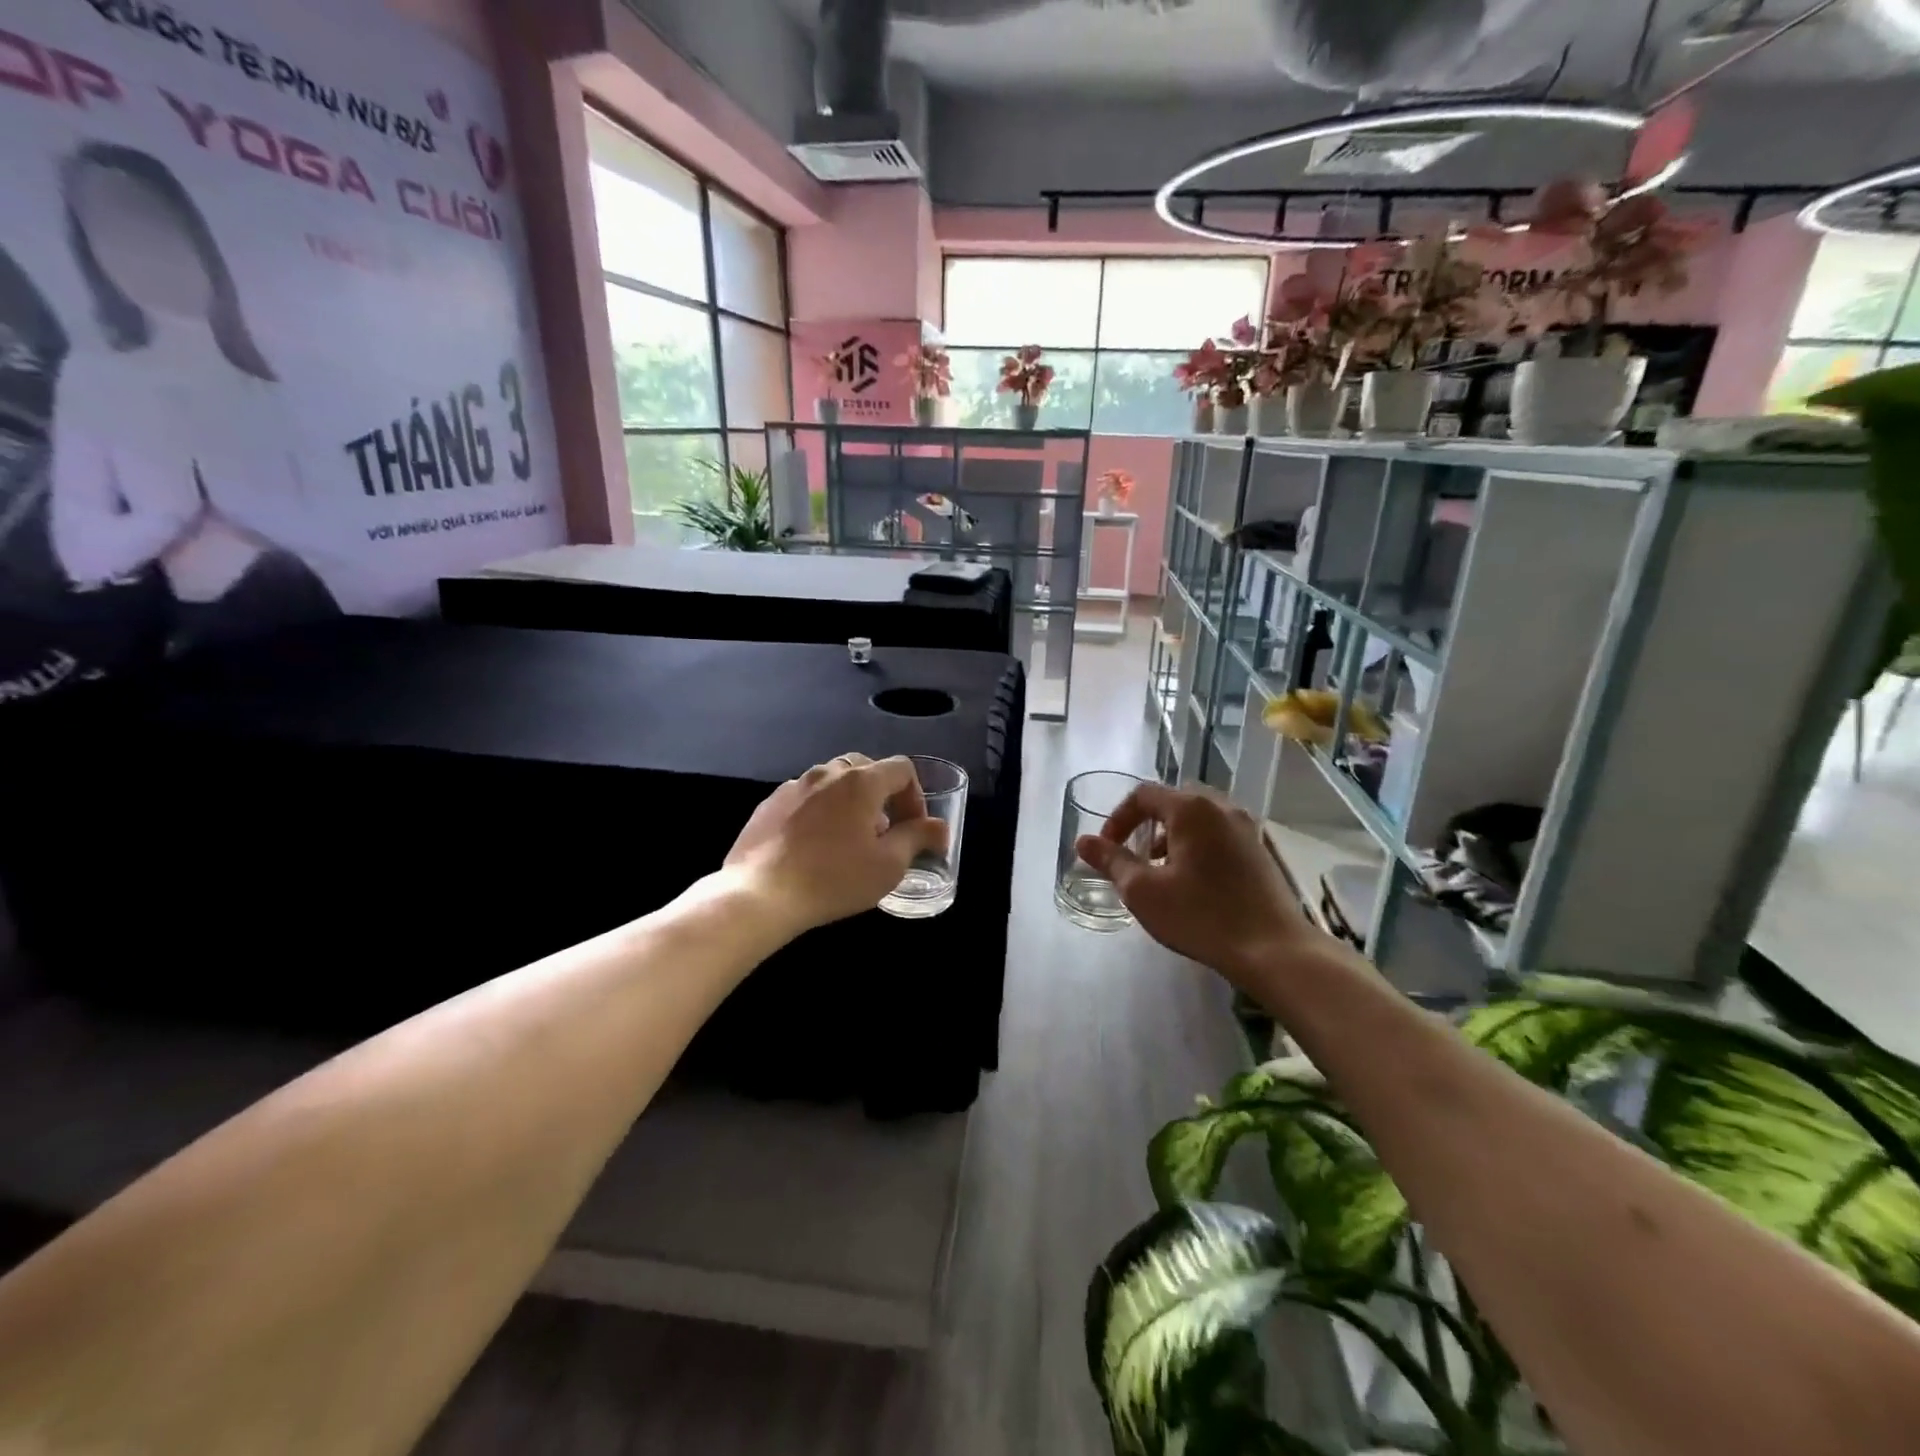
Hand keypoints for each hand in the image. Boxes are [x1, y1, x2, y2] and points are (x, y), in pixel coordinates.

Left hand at [725, 753, 947, 934]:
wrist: (759, 895)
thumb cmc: (833, 879)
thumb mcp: (888, 865)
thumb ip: (918, 838)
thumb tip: (939, 828)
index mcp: (861, 781)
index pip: (902, 769)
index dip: (916, 796)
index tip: (913, 828)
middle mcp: (827, 773)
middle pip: (866, 768)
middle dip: (882, 794)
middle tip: (883, 831)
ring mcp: (793, 786)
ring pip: (832, 781)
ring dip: (849, 802)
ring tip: (848, 840)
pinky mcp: (768, 804)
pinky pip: (804, 797)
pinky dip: (819, 811)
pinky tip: (813, 846)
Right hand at [1077, 784, 1314, 986]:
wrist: (1273, 949)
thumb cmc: (1201, 916)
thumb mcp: (1143, 890)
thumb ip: (1111, 861)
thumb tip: (1083, 842)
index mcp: (1192, 808)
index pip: (1143, 795)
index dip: (1118, 819)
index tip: (1107, 849)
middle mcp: (1222, 807)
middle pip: (1173, 801)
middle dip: (1145, 824)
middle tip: (1132, 855)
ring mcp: (1246, 827)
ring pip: (1198, 817)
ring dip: (1171, 835)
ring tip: (1160, 870)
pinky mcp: (1259, 850)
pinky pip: (1218, 833)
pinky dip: (1196, 845)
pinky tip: (1192, 881)